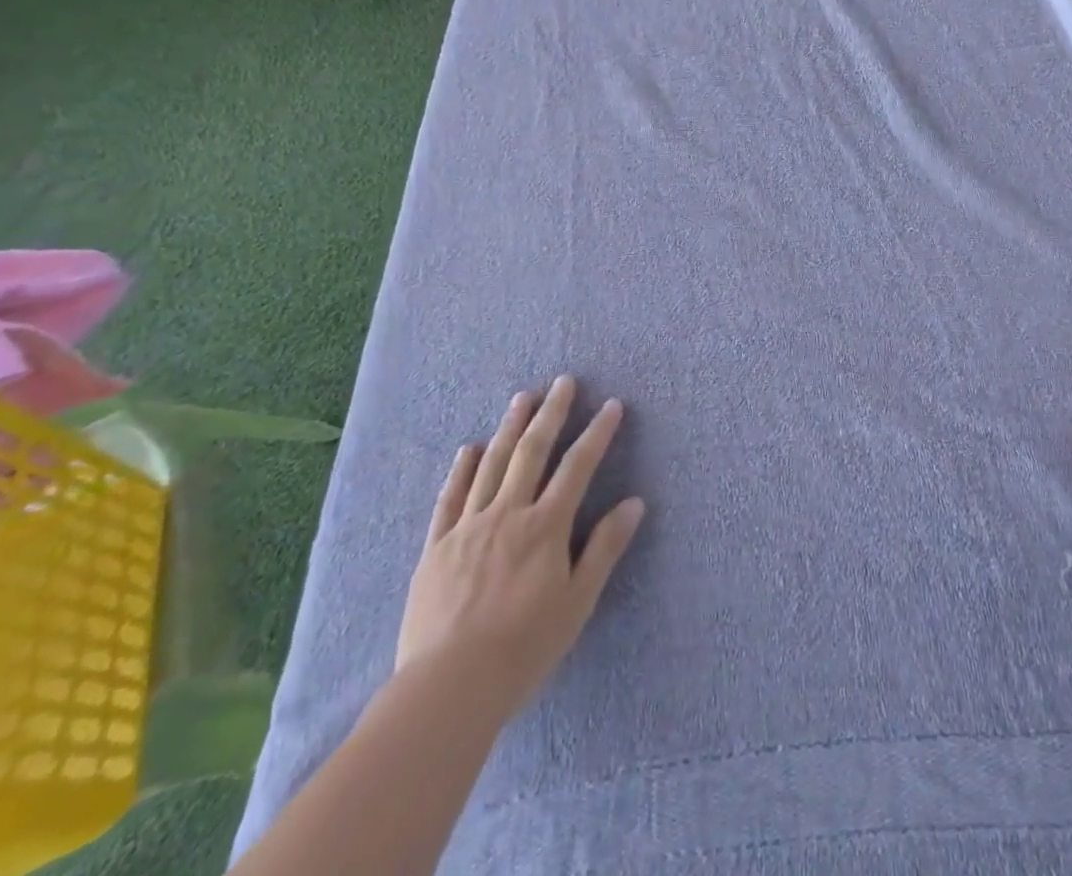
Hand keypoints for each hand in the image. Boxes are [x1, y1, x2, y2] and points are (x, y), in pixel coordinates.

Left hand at [396, 375, 644, 716]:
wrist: (447, 688)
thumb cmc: (524, 648)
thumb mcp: (577, 602)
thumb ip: (604, 548)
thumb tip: (635, 503)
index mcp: (545, 527)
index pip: (578, 467)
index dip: (597, 433)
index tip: (612, 405)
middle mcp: (508, 514)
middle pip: (532, 452)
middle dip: (551, 413)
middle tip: (564, 382)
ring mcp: (468, 527)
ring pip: (492, 464)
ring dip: (510, 427)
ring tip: (522, 397)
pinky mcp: (436, 546)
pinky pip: (450, 498)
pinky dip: (461, 469)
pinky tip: (469, 448)